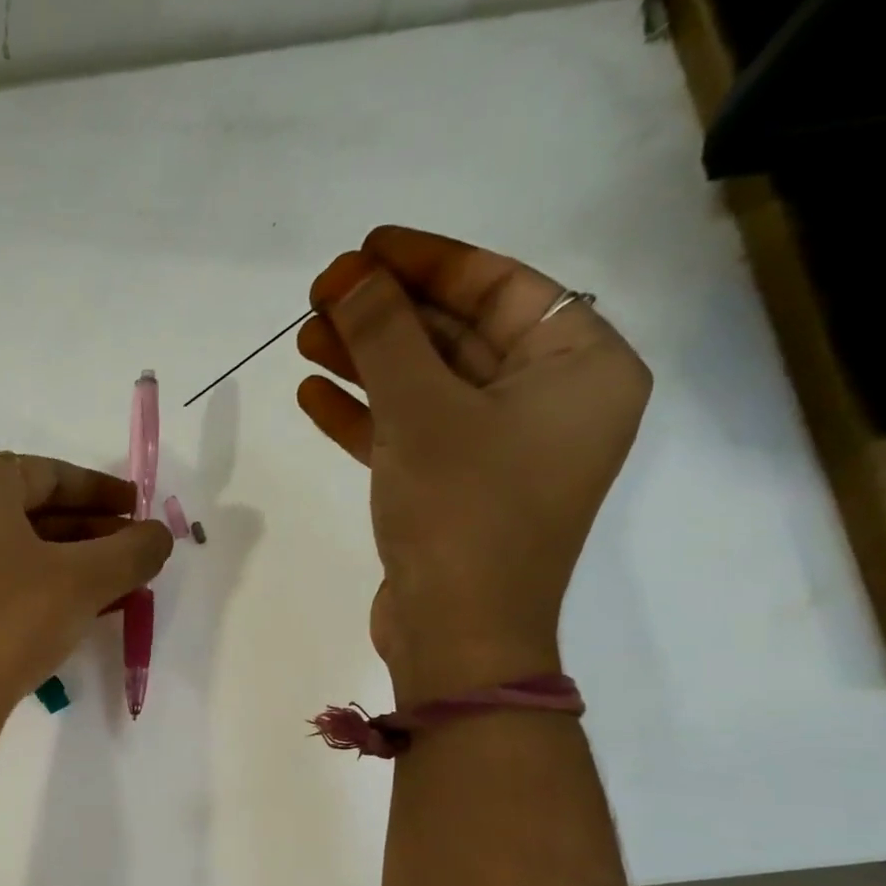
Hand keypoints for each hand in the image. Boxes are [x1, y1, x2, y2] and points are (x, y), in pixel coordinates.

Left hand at [0, 453, 173, 732]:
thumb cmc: (8, 622)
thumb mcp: (82, 582)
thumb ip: (131, 550)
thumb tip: (159, 534)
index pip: (49, 473)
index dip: (102, 490)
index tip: (140, 510)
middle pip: (30, 509)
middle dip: (89, 531)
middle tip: (133, 554)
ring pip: (15, 549)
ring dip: (68, 563)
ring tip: (114, 586)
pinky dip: (37, 586)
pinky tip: (72, 612)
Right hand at [296, 227, 651, 701]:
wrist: (457, 637)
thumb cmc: (462, 512)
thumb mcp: (422, 412)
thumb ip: (385, 336)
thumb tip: (350, 277)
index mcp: (580, 369)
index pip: (502, 288)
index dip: (430, 262)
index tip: (366, 248)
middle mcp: (549, 404)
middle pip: (458, 337)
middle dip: (386, 316)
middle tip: (320, 296)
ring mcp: (499, 453)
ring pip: (426, 388)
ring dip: (367, 364)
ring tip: (304, 339)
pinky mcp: (454, 492)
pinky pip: (410, 435)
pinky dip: (365, 416)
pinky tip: (312, 396)